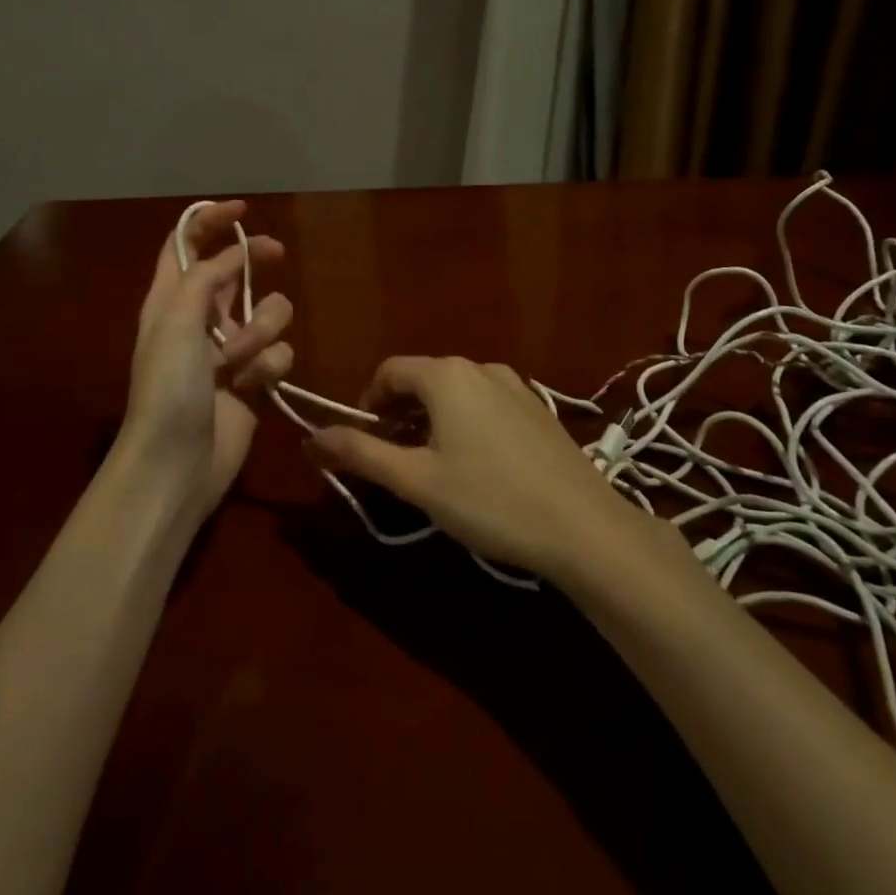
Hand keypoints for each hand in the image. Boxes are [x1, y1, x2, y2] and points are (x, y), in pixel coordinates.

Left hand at [118, 201, 293, 522]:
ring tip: (239, 360)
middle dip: (255, 261)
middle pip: (234, 270)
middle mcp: (200, 318)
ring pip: (268, 312)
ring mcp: (230, 350)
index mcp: (170, 299)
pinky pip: (279, 353)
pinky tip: (252, 386)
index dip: (210, 221)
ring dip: (261, 329)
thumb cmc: (168, 388)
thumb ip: (206, 278)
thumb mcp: (176, 322)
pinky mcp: (255, 379)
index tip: (244, 208)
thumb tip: (235, 253)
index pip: (186, 245)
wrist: (178, 463)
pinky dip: (269, 366)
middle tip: (276, 253)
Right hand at [309, 357, 645, 581]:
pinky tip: (476, 466)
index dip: (367, 404)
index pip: (389, 372)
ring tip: (432, 466)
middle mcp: (480, 368)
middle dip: (398, 414)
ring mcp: (515, 386)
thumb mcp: (416, 481)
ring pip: (455, 393)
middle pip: (422, 380)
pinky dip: (464, 423)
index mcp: (446, 376)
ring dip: (431, 419)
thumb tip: (311, 437)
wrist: (584, 527)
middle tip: (394, 460)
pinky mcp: (538, 409)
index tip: (363, 443)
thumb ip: (361, 454)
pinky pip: (485, 404)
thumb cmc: (490, 500)